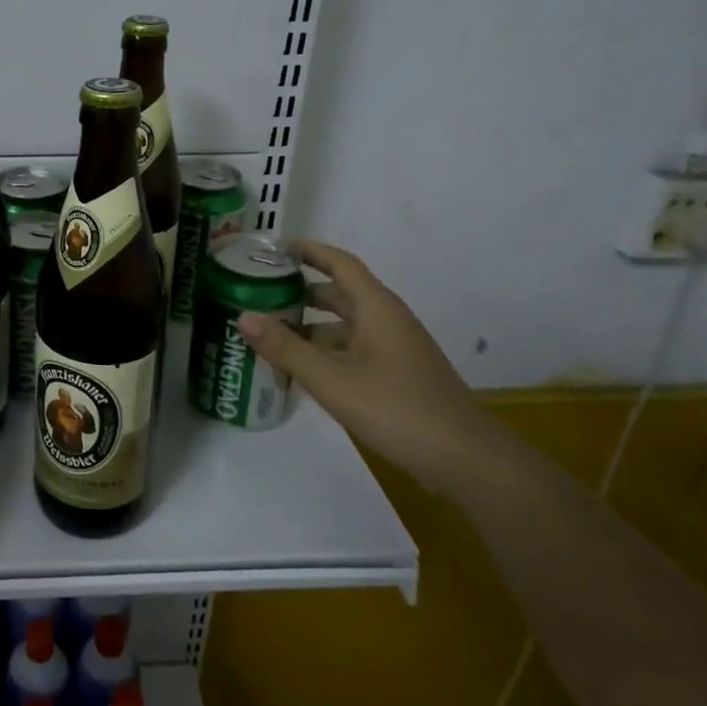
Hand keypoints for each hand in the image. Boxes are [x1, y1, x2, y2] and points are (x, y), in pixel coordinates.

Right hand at [236, 240, 487, 488]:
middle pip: (339, 293)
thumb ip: (285, 347)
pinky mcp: (396, 374)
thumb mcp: (330, 378)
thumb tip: (242, 316)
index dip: (308, 250)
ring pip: (344, 325)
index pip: (339, 263)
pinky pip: (352, 349)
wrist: (464, 458)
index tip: (273, 247)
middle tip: (259, 292)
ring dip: (309, 325)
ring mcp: (394, 348)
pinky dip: (324, 350)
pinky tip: (300, 369)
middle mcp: (386, 320)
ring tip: (269, 332)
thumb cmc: (396, 408)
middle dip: (300, 290)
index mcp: (376, 307)